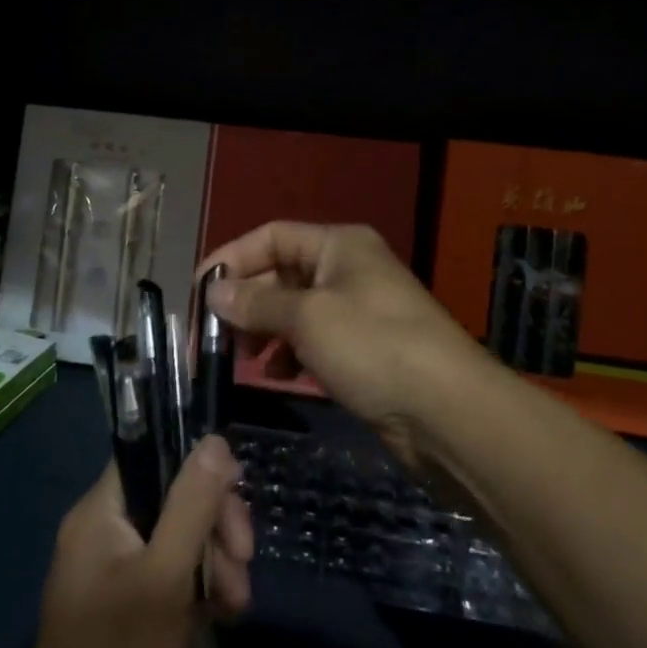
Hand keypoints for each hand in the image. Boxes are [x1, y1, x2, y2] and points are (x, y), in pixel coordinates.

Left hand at [0, 437, 252, 647]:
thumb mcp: (165, 578)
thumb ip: (192, 504)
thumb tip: (214, 440)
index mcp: (99, 516)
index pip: (151, 454)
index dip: (196, 462)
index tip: (237, 488)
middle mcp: (104, 536)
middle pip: (172, 497)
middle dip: (215, 523)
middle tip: (245, 557)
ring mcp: (118, 575)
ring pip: (180, 538)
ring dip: (217, 561)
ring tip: (238, 603)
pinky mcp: (132, 611)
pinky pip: (174, 576)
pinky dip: (203, 589)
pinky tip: (226, 615)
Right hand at [203, 222, 490, 468]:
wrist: (447, 411)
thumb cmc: (373, 346)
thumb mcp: (308, 318)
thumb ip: (257, 303)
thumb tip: (214, 292)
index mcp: (339, 244)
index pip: (272, 236)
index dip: (233, 258)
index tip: (200, 292)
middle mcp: (348, 269)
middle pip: (282, 274)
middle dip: (246, 302)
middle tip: (214, 336)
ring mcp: (358, 310)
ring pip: (296, 311)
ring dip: (265, 330)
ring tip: (241, 358)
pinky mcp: (364, 349)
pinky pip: (314, 340)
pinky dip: (291, 353)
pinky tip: (276, 374)